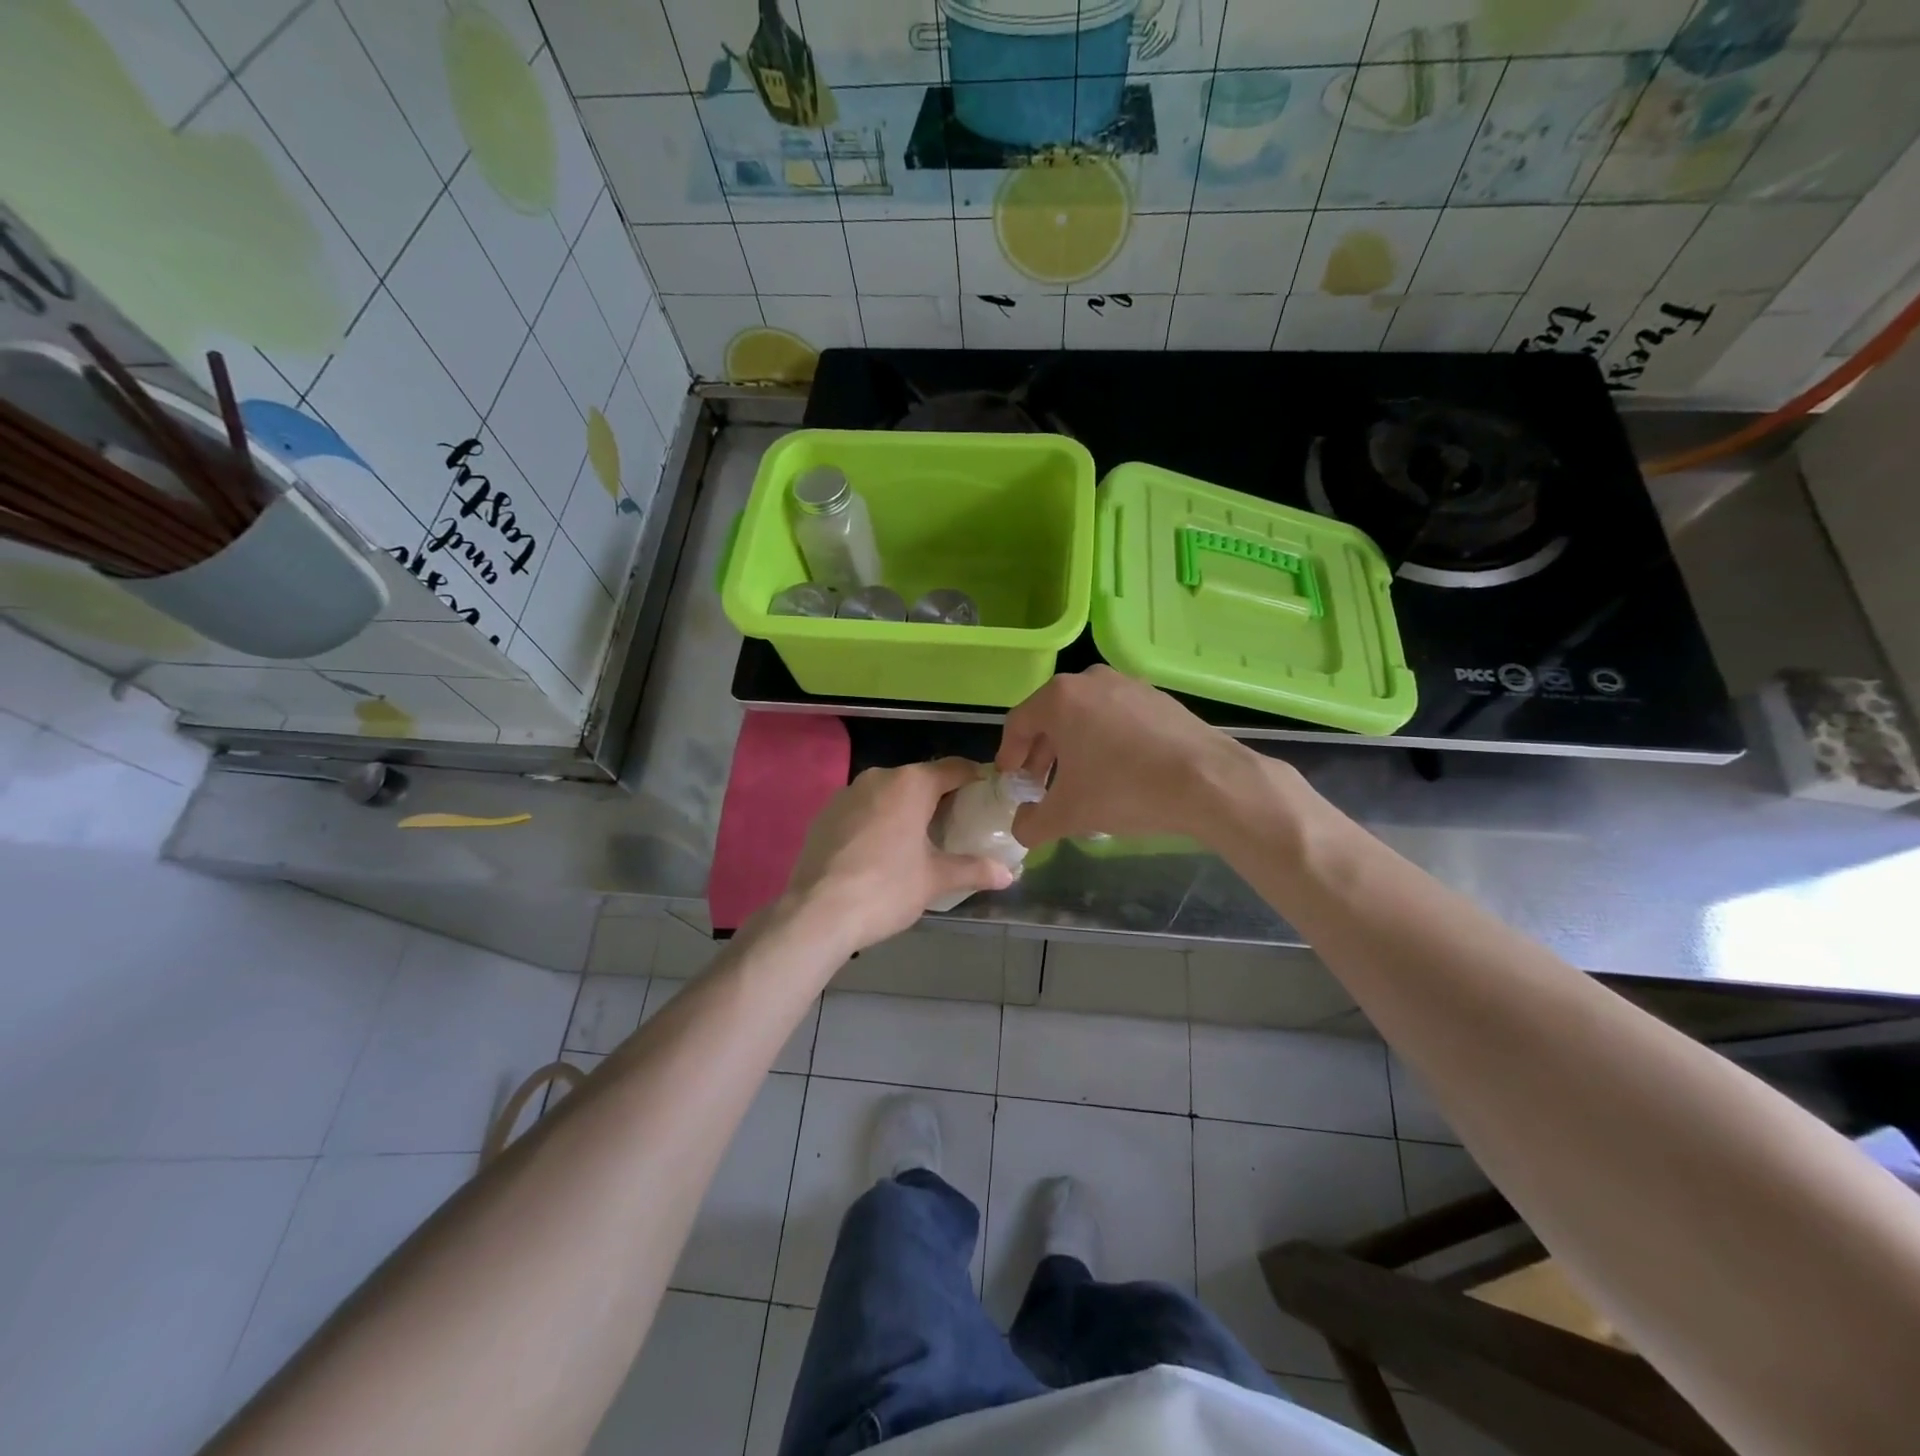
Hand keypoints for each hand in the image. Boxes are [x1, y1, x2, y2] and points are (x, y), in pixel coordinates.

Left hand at [784, 758, 1014, 956]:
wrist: (816, 913)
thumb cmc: (886, 889)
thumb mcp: (936, 880)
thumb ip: (974, 870)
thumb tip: (1009, 874)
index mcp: (911, 783)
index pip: (955, 769)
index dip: (976, 780)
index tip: (989, 797)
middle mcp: (878, 777)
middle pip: (920, 780)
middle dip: (940, 799)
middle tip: (958, 827)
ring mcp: (846, 794)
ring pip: (888, 794)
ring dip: (906, 811)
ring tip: (919, 843)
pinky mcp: (824, 815)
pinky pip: (862, 810)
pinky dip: (877, 823)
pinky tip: (880, 853)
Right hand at [994, 666, 1270, 846]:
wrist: (1207, 781)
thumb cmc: (1124, 789)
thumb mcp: (1068, 814)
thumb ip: (1032, 823)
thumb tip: (1021, 828)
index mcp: (1060, 698)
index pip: (1019, 724)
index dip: (1009, 755)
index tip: (1010, 780)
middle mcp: (1091, 680)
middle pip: (1052, 718)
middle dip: (1042, 754)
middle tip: (1040, 786)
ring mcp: (1129, 685)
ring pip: (1086, 716)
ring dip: (1074, 748)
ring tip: (1078, 782)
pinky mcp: (1159, 698)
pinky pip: (1117, 718)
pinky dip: (1106, 741)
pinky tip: (1117, 772)